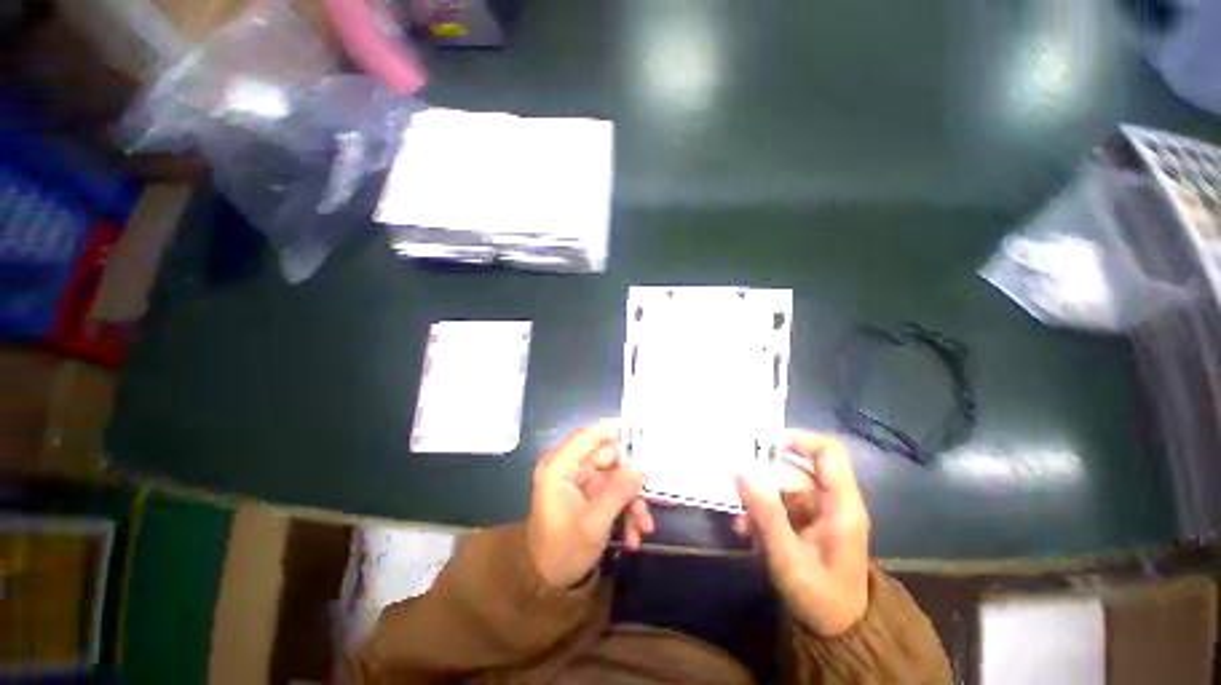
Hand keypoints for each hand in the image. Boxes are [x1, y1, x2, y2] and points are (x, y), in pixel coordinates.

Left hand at [527, 421, 648, 587]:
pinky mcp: (588, 495)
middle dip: (631, 478)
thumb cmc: (563, 551)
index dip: (615, 430)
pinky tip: (633, 535)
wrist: (546, 584)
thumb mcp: (594, 523)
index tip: (644, 432)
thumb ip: (619, 491)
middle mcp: (569, 468)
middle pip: (608, 457)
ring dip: (631, 500)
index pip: (589, 435)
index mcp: (560, 466)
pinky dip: (625, 509)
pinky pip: (613, 492)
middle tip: (652, 492)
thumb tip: (643, 465)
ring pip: (615, 477)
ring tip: (643, 526)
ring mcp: (580, 481)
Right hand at [734, 431, 870, 636]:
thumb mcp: (789, 557)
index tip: (763, 441)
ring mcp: (814, 511)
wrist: (837, 631)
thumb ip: (766, 513)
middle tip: (733, 484)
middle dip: (761, 476)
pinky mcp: (802, 522)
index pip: (828, 452)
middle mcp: (828, 500)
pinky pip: (776, 504)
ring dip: (756, 499)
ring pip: (779, 487)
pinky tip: (744, 529)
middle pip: (793, 470)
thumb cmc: (820, 596)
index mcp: (840, 504)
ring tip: (739, 521)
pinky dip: (759, 511)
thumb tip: (741, 473)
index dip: (799, 439)